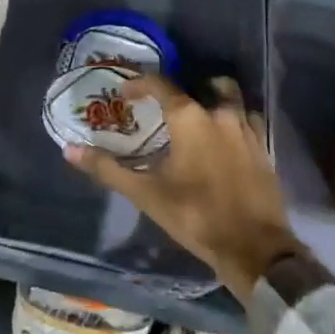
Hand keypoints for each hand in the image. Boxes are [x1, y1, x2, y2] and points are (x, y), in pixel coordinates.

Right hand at [65, 75, 300, 300]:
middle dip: (184, 89)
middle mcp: (220, 113)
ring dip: (214, 100)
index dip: (140, 84)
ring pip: (231, 98)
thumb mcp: (147, 194)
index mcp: (190, 117)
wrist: (255, 249)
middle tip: (167, 107)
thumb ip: (108, 169)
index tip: (125, 94)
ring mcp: (247, 129)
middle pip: (204, 84)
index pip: (160, 84)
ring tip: (198, 118)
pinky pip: (249, 121)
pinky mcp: (264, 148)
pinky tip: (225, 141)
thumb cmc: (196, 216)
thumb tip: (70, 150)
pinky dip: (235, 121)